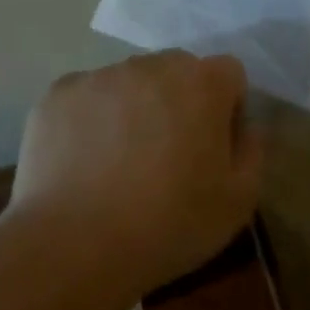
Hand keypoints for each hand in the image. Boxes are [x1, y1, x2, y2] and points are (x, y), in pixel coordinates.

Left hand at [11, 51, 264, 291]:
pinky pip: (86, 97)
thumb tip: (244, 128)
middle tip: (167, 154)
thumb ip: (252, 152)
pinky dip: (90, 119)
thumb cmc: (169, 224)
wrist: (75, 243)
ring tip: (119, 162)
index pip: (228, 74)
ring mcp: (99, 76)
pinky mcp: (58, 94)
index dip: (227, 108)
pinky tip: (83, 162)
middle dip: (179, 101)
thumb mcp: (238, 202)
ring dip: (133, 107)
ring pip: (129, 82)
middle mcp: (150, 66)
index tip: (213, 148)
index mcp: (201, 83)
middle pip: (176, 71)